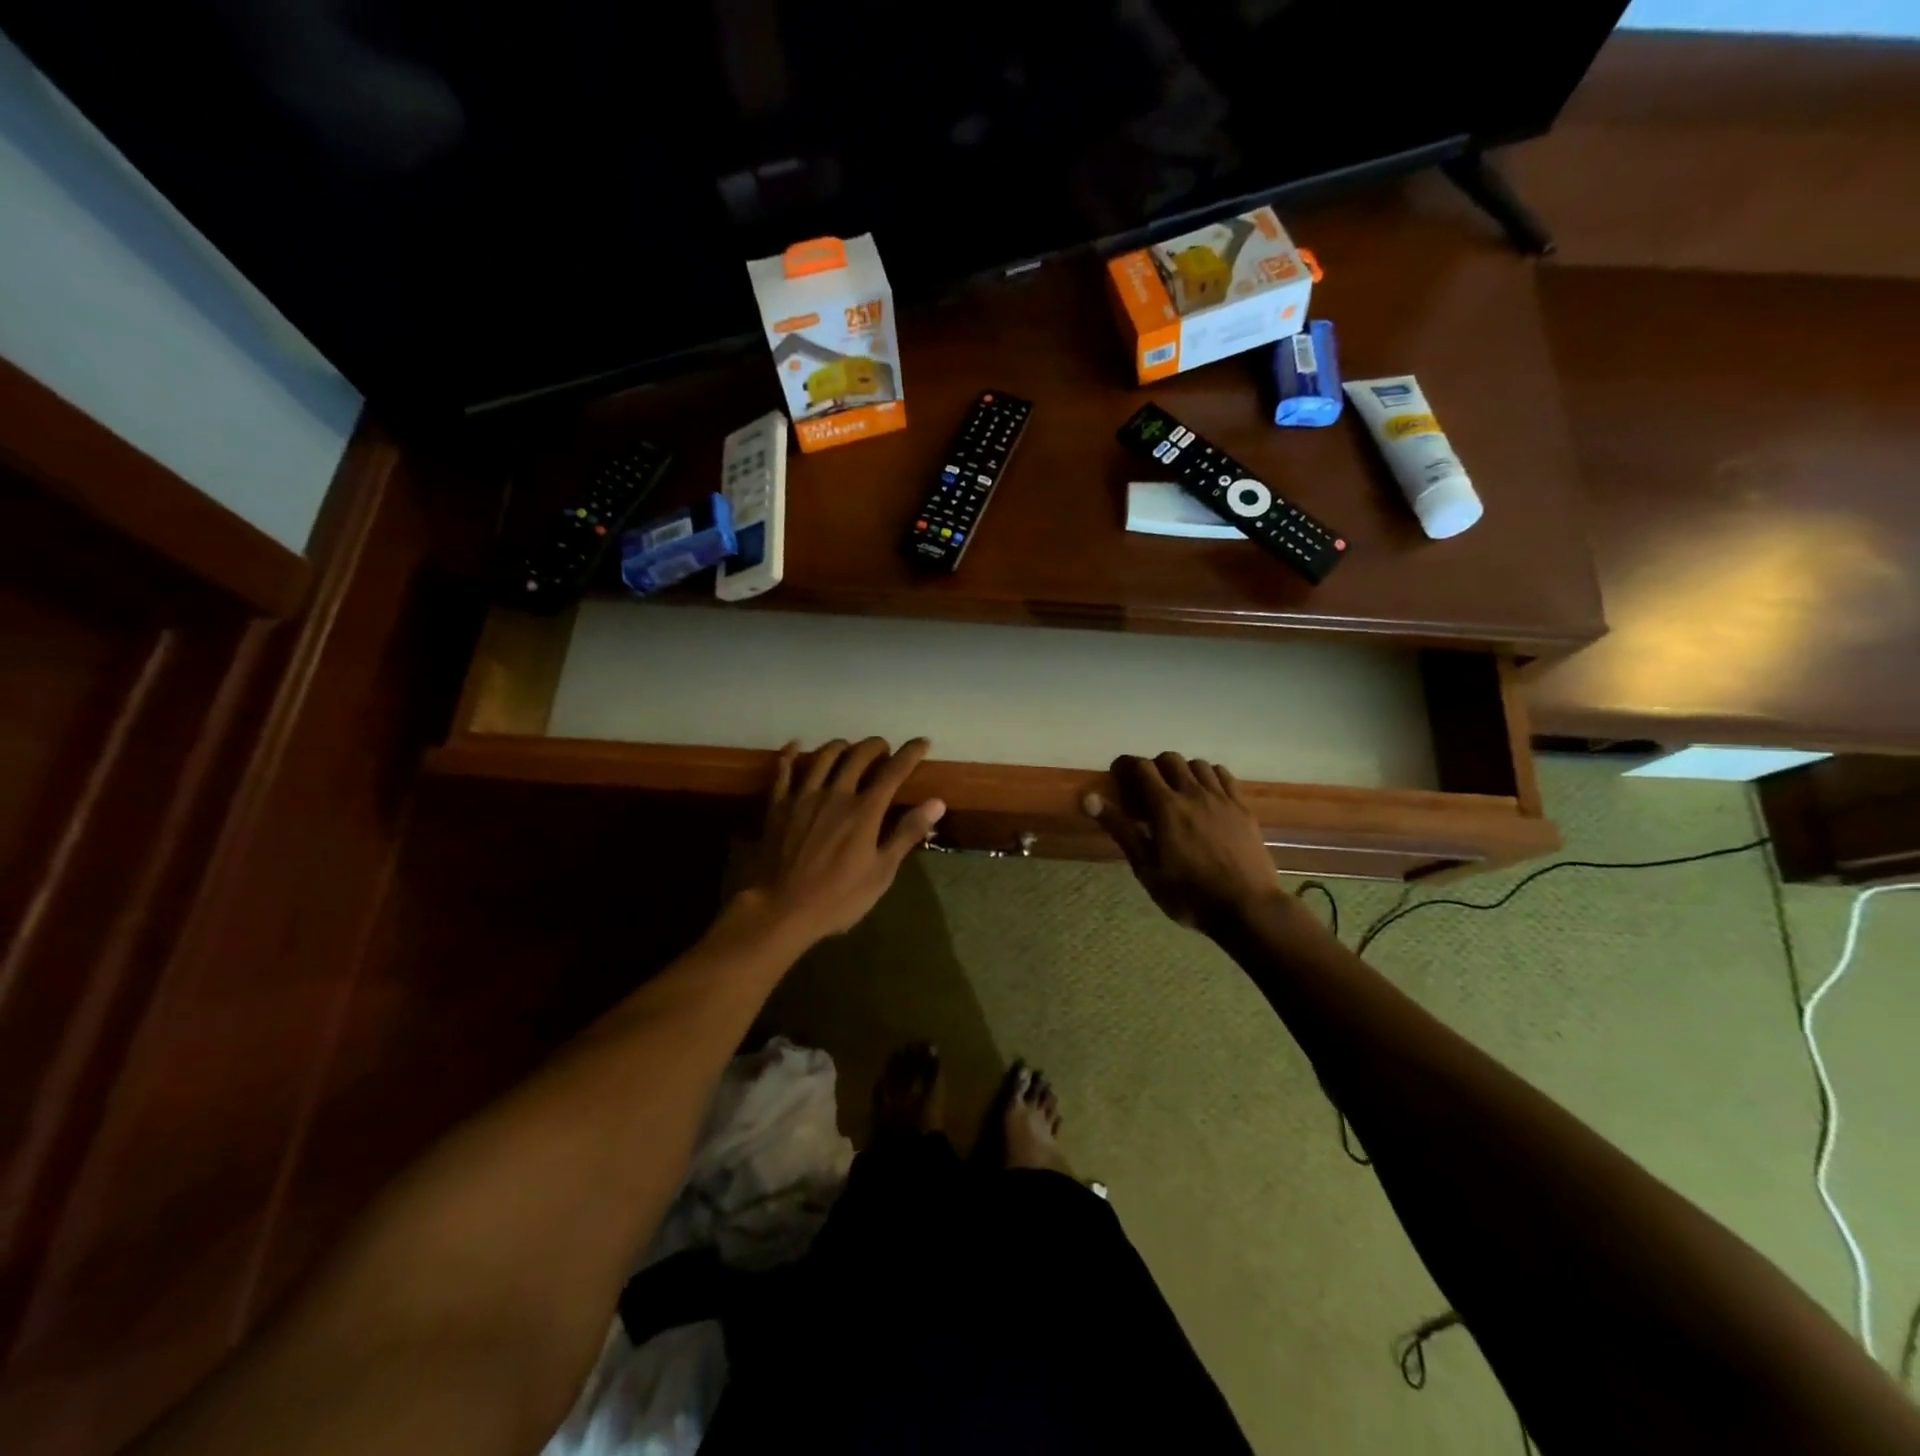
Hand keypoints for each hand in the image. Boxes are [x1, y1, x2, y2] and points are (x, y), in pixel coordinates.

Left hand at [743, 737, 945, 944]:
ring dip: (840, 746)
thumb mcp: (881, 872)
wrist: (781, 909)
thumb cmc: (838, 897)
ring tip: (849, 747)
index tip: (922, 742)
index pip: (893, 771)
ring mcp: (803, 796)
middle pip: (858, 756)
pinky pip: (784, 770)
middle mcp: (835, 794)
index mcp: (864, 811)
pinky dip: (791, 754)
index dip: (910, 753)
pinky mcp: (778, 805)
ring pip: (823, 756)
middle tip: (884, 748)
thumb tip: (937, 802)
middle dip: (875, 746)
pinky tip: (795, 745)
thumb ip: (907, 833)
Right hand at [1085, 753, 1283, 931]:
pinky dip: (1209, 776)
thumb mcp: (1146, 868)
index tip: (1117, 774)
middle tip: (1147, 788)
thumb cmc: (1189, 894)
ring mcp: (1222, 799)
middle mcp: (1193, 793)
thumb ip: (1120, 829)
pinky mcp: (1243, 808)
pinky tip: (1206, 794)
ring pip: (1198, 764)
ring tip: (1177, 790)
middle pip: (1170, 759)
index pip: (1141, 768)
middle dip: (1154, 766)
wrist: (1247, 908)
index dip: (1125, 765)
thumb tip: (1089, 799)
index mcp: (1166, 807)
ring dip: (1182, 770)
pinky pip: (1224, 776)